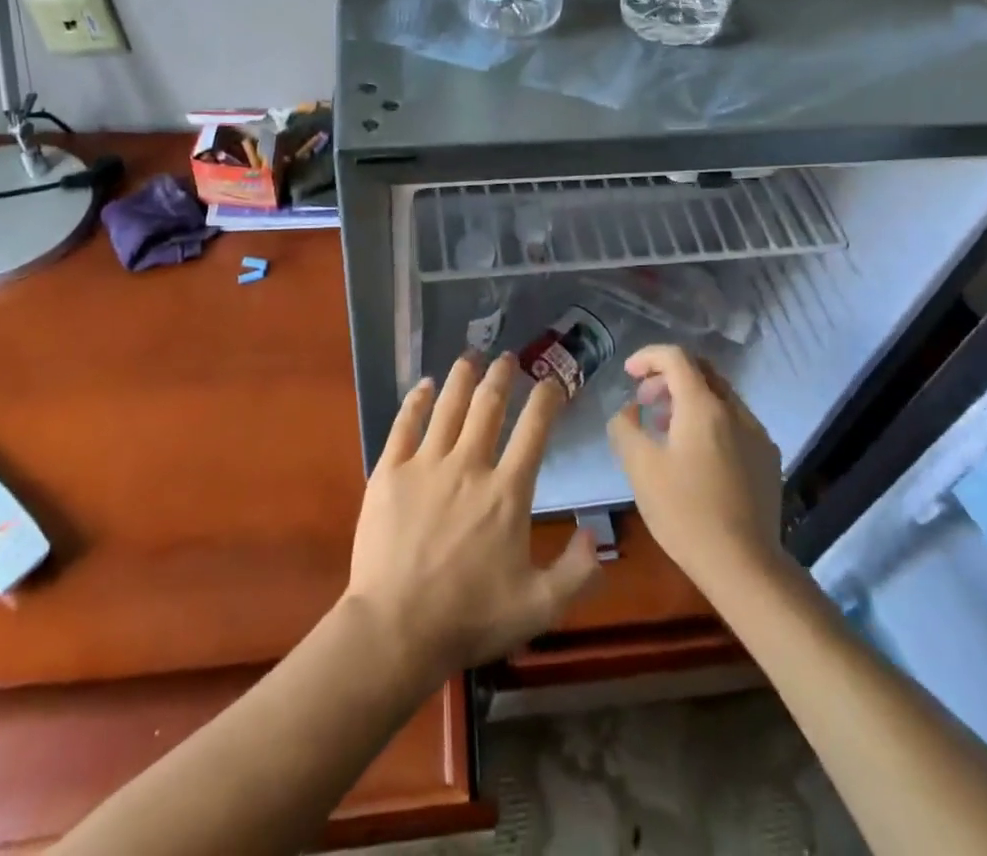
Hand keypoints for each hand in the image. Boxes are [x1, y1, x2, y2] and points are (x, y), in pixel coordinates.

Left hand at [345, 353, 600, 684]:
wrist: (395, 630)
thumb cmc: (470, 618)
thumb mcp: (538, 607)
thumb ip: (577, 573)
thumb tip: (596, 535)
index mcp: (507, 491)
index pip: (534, 429)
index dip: (547, 399)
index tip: (553, 382)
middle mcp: (469, 465)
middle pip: (489, 405)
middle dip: (502, 375)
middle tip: (507, 357)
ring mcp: (426, 464)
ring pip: (448, 405)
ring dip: (463, 376)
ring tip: (470, 356)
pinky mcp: (389, 472)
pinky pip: (405, 424)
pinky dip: (417, 400)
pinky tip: (425, 385)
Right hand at [606, 345, 784, 592]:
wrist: (745, 566)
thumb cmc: (685, 512)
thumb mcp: (640, 468)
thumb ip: (625, 428)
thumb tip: (629, 411)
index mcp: (703, 406)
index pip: (676, 357)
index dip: (648, 357)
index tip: (628, 373)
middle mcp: (735, 410)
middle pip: (701, 371)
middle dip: (668, 377)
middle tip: (644, 400)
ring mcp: (757, 434)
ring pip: (719, 398)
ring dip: (689, 400)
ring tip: (665, 429)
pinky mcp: (768, 459)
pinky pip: (735, 423)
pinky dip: (710, 422)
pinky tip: (697, 456)